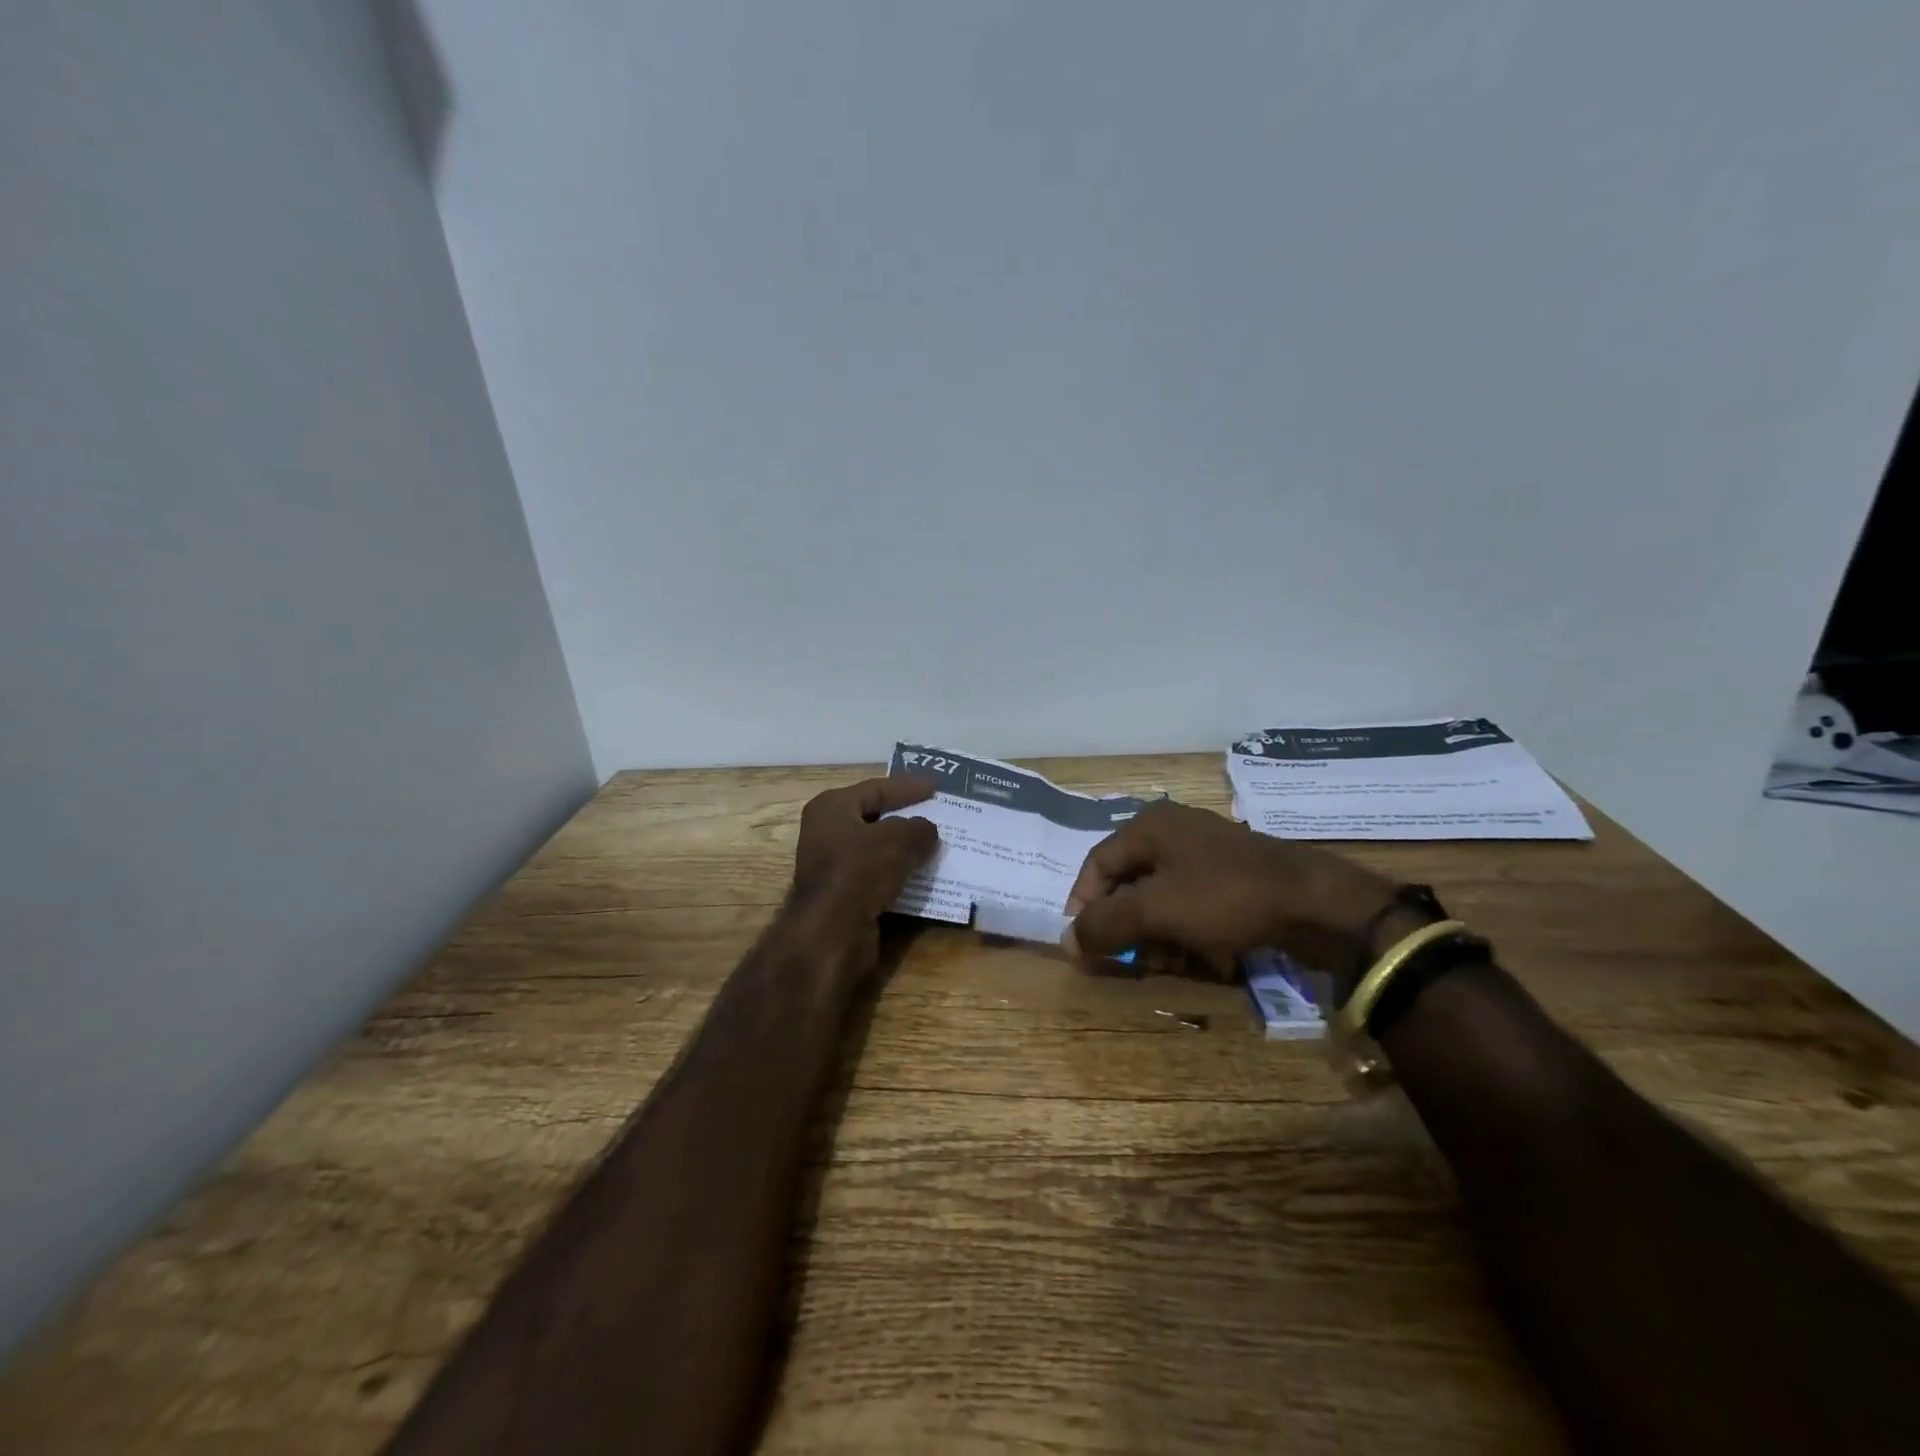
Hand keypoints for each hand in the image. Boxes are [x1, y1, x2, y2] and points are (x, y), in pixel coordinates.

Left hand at [790, 776, 940, 929]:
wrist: (833, 931)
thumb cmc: (860, 870)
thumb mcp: (897, 839)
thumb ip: (918, 828)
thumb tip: (928, 830)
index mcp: (832, 807)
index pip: (876, 789)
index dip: (908, 786)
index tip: (937, 786)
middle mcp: (827, 832)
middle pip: (876, 817)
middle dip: (908, 817)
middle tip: (939, 813)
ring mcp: (834, 865)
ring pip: (878, 849)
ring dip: (906, 848)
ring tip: (938, 844)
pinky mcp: (844, 894)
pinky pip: (879, 875)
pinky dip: (901, 873)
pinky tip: (925, 874)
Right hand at [1065, 801, 1400, 976]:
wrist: (1313, 902)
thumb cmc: (1224, 897)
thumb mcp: (1156, 911)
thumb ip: (1105, 924)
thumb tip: (1066, 941)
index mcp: (1149, 826)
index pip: (1097, 864)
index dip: (1084, 905)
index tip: (1084, 945)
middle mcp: (1172, 832)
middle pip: (1128, 883)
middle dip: (1127, 926)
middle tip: (1133, 960)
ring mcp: (1205, 852)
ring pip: (1160, 897)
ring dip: (1156, 934)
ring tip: (1170, 963)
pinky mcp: (1230, 876)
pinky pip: (1191, 903)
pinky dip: (1186, 930)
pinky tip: (1201, 956)